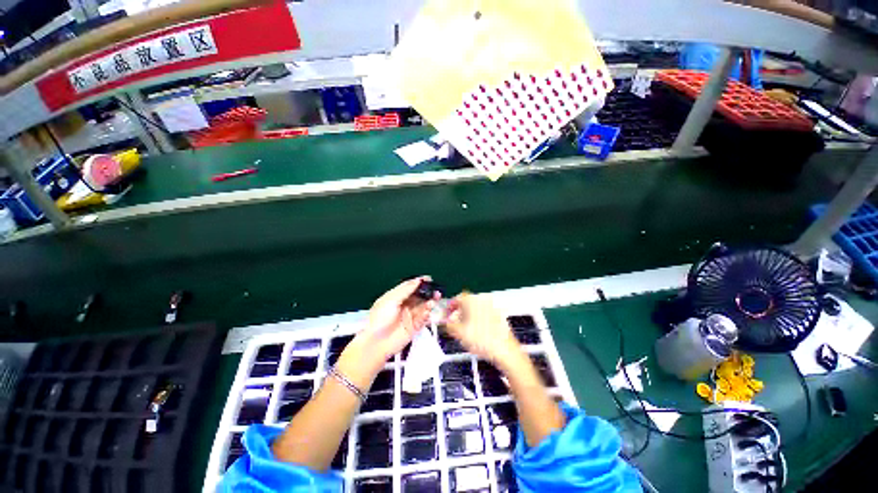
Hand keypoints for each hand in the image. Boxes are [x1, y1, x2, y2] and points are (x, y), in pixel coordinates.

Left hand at [359, 276, 438, 360]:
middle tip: (436, 292)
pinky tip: (427, 312)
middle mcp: (404, 305)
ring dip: (429, 303)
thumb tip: (418, 280)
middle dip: (428, 293)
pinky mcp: (413, 327)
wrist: (375, 343)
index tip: (429, 279)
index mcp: (396, 297)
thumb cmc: (379, 318)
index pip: (410, 287)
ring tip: (433, 301)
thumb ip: (406, 290)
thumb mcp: (391, 300)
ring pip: (422, 307)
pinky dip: (426, 315)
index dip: (419, 283)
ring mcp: (409, 316)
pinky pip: (422, 319)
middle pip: (419, 297)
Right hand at [442, 292, 520, 366]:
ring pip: (476, 309)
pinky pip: (484, 315)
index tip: (447, 314)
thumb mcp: (459, 332)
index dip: (450, 306)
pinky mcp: (499, 317)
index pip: (458, 297)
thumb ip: (449, 324)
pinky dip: (478, 321)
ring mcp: (493, 308)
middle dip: (458, 313)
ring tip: (464, 331)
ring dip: (468, 317)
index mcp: (473, 300)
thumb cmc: (484, 340)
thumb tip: (446, 321)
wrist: (505, 351)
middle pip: (467, 303)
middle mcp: (484, 301)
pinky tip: (476, 333)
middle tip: (454, 324)